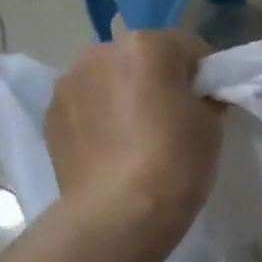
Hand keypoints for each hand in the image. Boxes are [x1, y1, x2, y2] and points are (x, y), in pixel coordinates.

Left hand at [45, 30, 221, 237]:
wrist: (117, 215)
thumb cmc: (174, 163)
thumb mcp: (211, 125)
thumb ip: (204, 97)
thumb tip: (197, 96)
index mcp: (146, 46)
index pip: (188, 47)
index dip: (204, 73)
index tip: (210, 100)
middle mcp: (101, 52)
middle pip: (141, 57)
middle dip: (157, 78)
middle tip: (172, 117)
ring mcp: (69, 83)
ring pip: (108, 78)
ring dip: (123, 94)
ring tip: (136, 135)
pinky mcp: (50, 115)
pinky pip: (86, 105)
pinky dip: (99, 117)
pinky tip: (111, 149)